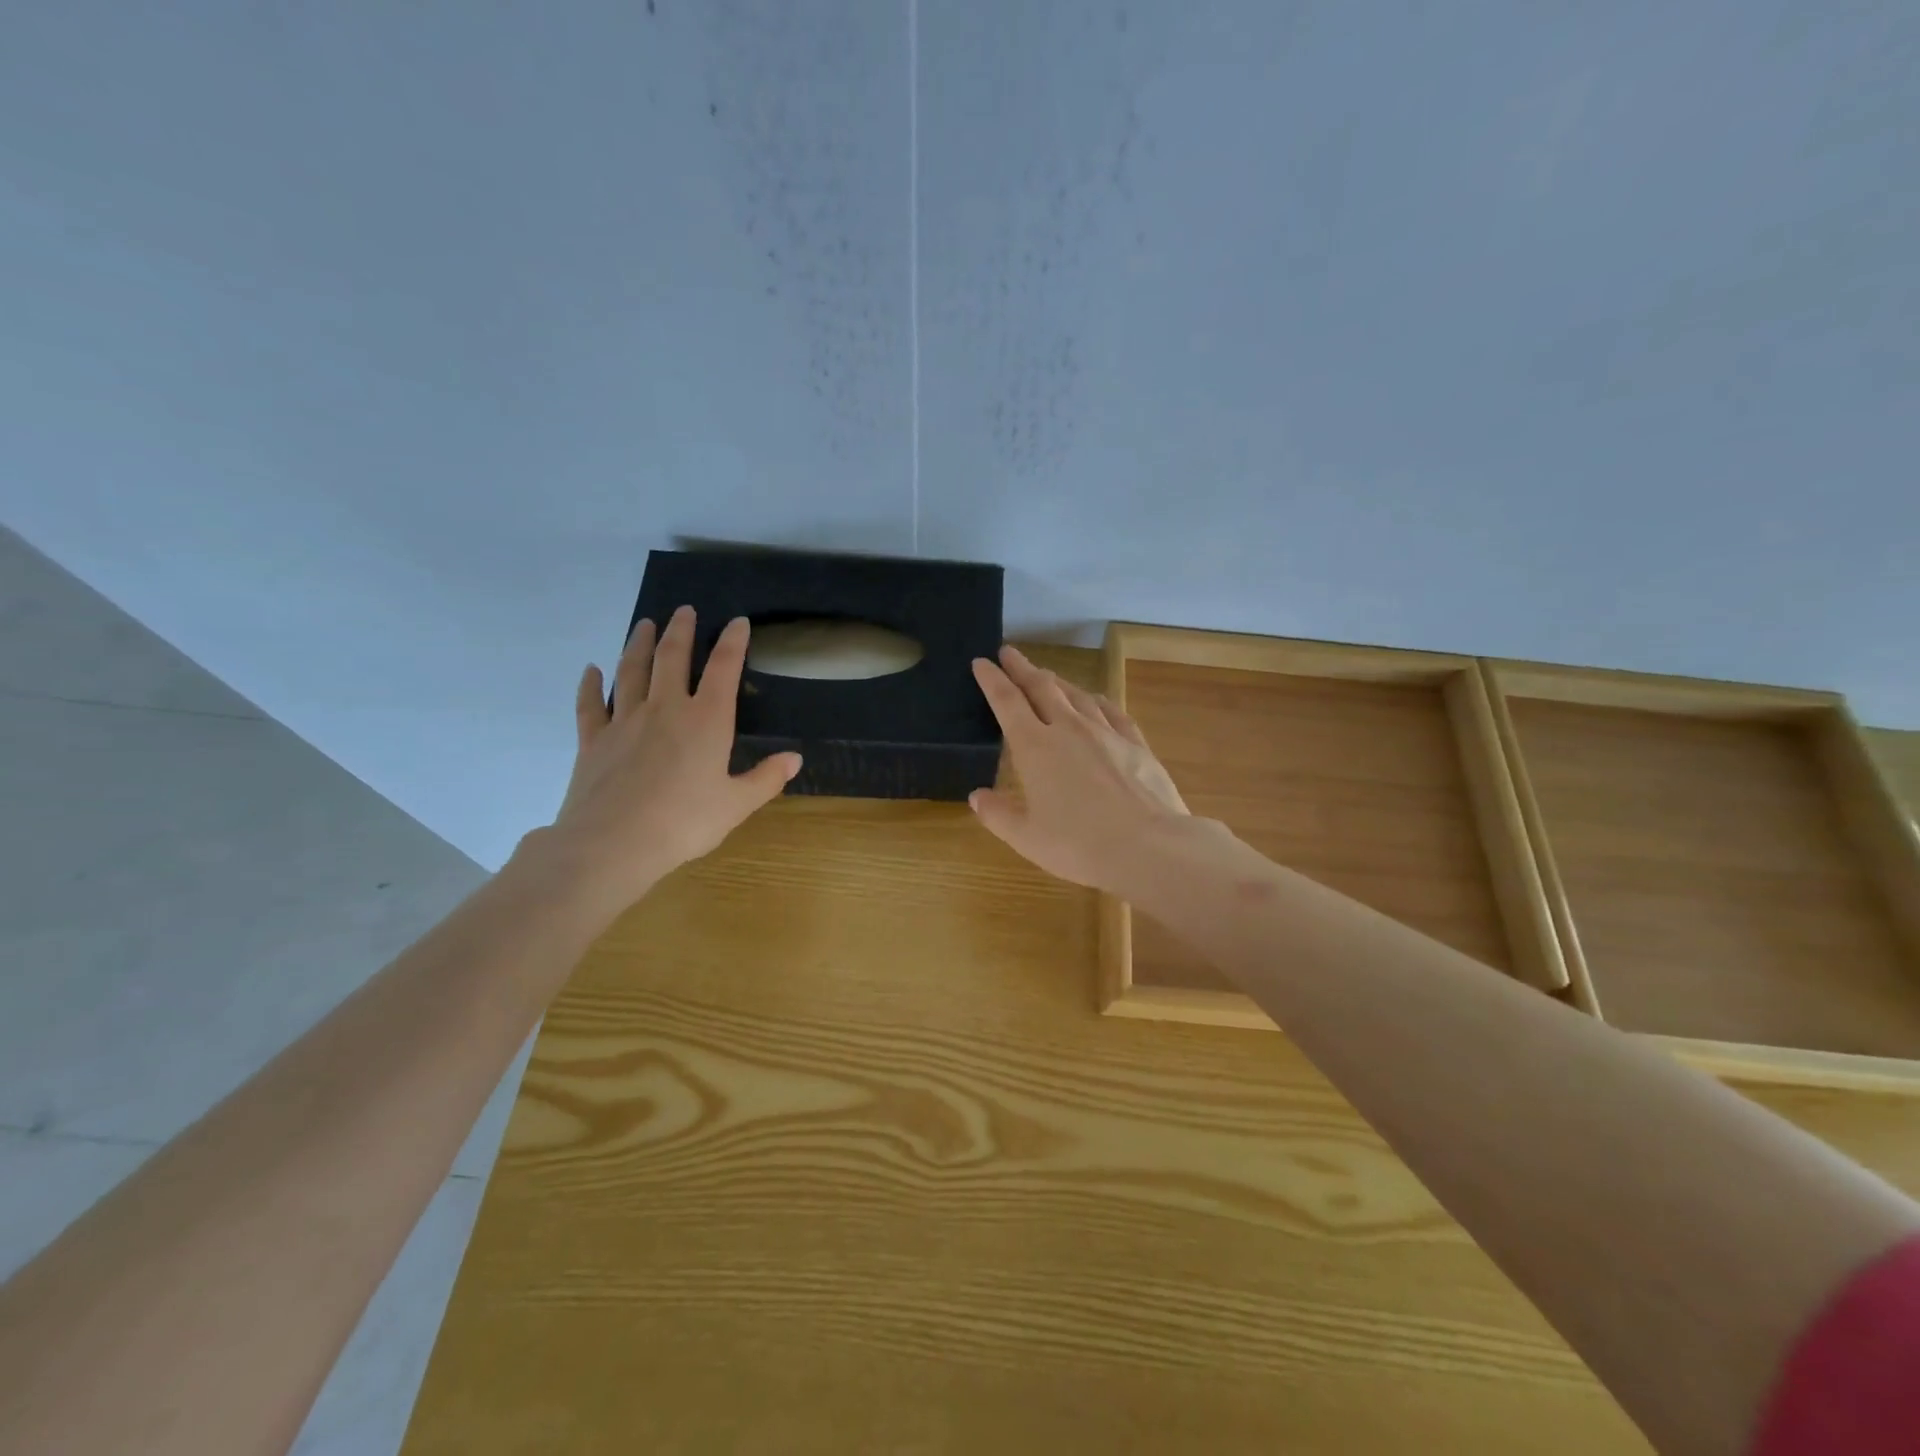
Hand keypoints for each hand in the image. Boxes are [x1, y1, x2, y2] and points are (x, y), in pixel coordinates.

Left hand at [546, 606, 800, 907]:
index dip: (733, 642)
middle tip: (685, 610)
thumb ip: (766, 778)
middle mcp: (666, 708)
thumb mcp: (736, 804)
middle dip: (681, 631)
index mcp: (707, 720)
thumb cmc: (684, 823)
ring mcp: (625, 720)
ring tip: (644, 624)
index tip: (738, 621)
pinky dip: (591, 684)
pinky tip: (592, 670)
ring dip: (639, 644)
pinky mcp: (594, 739)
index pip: (723, 669)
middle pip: (672, 657)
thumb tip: (795, 758)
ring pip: (632, 670)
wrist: (613, 843)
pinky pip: (592, 704)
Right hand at [968, 645, 1190, 894]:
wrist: (1148, 846)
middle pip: (1041, 687)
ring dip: (1057, 681)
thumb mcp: (1026, 837)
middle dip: (1022, 668)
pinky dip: (1097, 700)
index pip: (1006, 702)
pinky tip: (1096, 700)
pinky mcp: (1135, 743)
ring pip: (1076, 695)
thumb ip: (998, 814)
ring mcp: (1105, 732)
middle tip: (1009, 653)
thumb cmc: (1078, 845)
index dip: (992, 680)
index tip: (982, 662)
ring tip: (1046, 675)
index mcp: (1034, 747)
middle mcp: (1068, 728)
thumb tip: (977, 796)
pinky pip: (1111, 710)